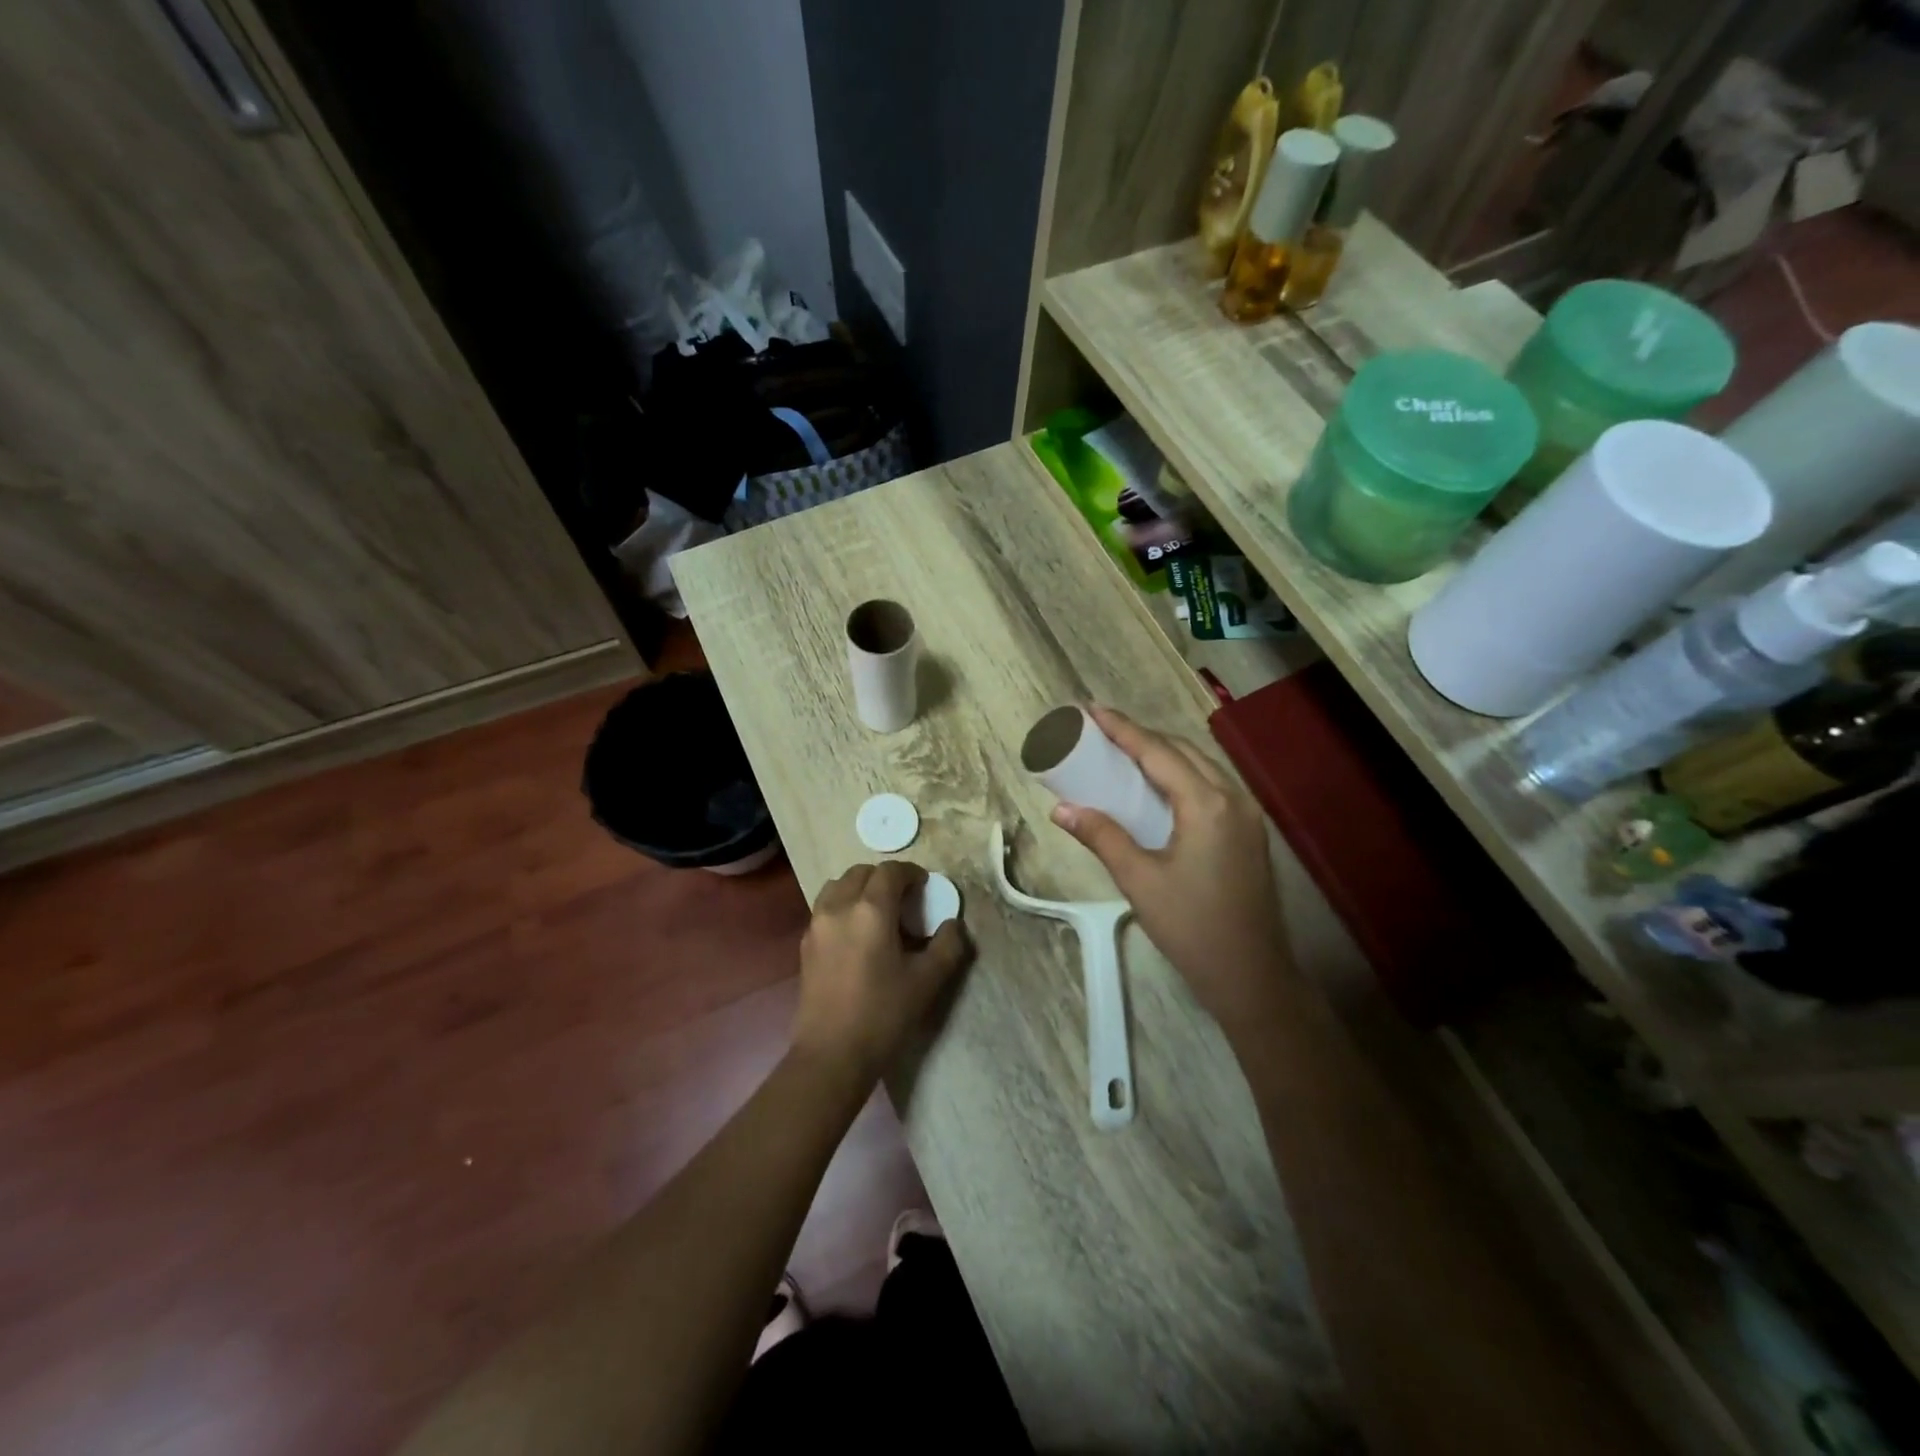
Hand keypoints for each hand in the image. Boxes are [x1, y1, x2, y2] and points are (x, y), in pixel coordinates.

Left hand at [792, 861, 970, 1084]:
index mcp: (870, 910)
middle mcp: (839, 907)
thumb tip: (952, 925)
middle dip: (884, 878)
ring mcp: (817, 925)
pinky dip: (843, 906)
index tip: (925, 885)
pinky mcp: (806, 945)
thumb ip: (947, 946)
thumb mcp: (927, 981)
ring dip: (859, 888)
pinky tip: (857, 934)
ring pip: (837, 886)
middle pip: (861, 873)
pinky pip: (825, 908)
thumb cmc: (883, 1014)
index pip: (890, 872)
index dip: (910, 872)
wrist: (832, 1054)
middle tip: (904, 898)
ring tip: (877, 911)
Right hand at [1051, 706, 1289, 1032]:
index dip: (1122, 728)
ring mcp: (1247, 815)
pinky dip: (1180, 776)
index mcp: (1207, 804)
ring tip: (1124, 752)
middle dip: (1142, 736)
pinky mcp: (1250, 833)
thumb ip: (1102, 836)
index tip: (1091, 710)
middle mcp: (1233, 798)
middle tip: (1102, 731)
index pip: (1157, 752)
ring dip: (1163, 754)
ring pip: (1200, 767)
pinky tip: (1158, 788)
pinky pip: (1211, 787)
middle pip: (1183, 751)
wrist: (1253, 976)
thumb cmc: (1192, 928)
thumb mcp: (1139, 880)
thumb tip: (1062, 809)